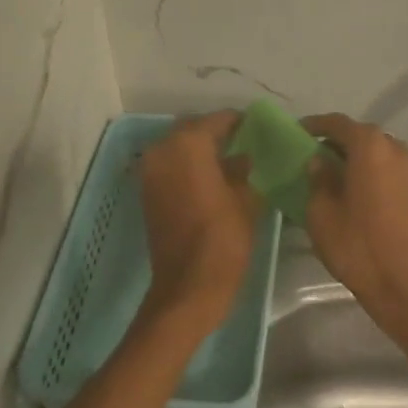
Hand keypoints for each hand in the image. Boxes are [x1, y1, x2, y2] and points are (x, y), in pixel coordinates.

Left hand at [139, 112, 258, 337]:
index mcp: (189, 145)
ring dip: (201, 150)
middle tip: (246, 144)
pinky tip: (213, 179)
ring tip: (231, 163)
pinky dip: (188, 166)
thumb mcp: (247, 199)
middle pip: (194, 130)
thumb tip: (244, 156)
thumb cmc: (224, 238)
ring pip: (180, 147)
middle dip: (218, 134)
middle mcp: (163, 150)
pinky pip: (170, 166)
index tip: (260, 129)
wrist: (188, 286)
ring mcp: (150, 172)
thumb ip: (245, 169)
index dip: (240, 123)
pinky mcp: (147, 193)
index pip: (218, 120)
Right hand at [301, 114, 407, 347]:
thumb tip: (318, 162)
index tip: (297, 132)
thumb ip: (318, 179)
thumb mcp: (321, 211)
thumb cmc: (355, 243)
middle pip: (359, 135)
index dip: (315, 125)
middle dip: (335, 141)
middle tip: (312, 154)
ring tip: (331, 172)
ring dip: (354, 157)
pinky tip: (353, 189)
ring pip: (375, 152)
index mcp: (369, 146)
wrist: (402, 281)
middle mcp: (393, 148)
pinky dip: (368, 171)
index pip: (337, 123)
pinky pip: (386, 169)